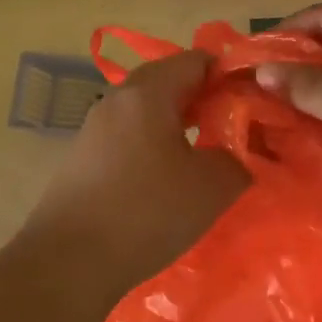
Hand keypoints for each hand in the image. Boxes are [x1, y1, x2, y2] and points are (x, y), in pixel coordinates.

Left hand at [23, 50, 250, 293]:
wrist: (68, 261)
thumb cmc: (146, 212)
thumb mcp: (212, 187)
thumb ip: (238, 157)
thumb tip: (239, 150)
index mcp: (147, 92)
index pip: (196, 60)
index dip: (229, 75)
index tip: (252, 103)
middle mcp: (116, 99)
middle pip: (168, 81)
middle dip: (204, 99)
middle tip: (232, 127)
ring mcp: (94, 127)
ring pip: (146, 109)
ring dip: (177, 123)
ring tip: (203, 154)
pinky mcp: (82, 156)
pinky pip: (128, 134)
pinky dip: (152, 143)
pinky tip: (165, 178)